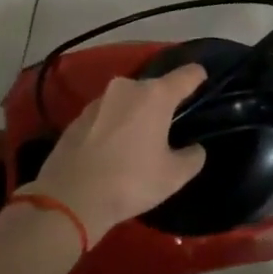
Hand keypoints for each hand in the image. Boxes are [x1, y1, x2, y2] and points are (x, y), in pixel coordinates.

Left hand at [19, 64, 207, 240]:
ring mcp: (99, 100)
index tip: (203, 79)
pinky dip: (115, 125)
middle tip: (171, 123)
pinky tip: (115, 148)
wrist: (69, 199)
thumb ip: (192, 157)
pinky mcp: (77, 117)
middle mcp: (127, 88)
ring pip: (128, 100)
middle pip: (155, 88)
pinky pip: (107, 115)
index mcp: (155, 95)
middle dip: (164, 101)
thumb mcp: (174, 176)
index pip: (187, 74)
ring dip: (136, 113)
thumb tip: (194, 149)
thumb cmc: (130, 181)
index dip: (198, 76)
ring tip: (142, 137)